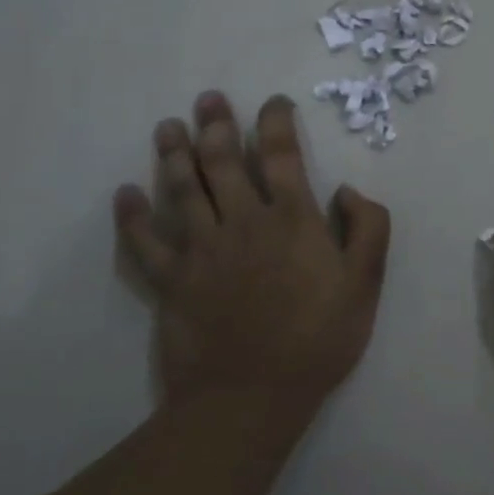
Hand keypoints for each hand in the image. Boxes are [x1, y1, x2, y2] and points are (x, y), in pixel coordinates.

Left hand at [114, 91, 390, 450]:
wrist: (252, 395)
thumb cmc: (318, 338)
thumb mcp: (366, 283)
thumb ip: (368, 229)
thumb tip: (345, 191)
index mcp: (292, 219)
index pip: (282, 155)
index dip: (276, 122)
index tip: (273, 103)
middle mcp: (243, 222)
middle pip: (223, 162)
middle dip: (216, 125)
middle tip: (208, 99)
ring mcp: (201, 250)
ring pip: (182, 189)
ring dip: (174, 154)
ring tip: (168, 126)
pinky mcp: (171, 281)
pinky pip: (145, 242)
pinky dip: (132, 216)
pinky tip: (125, 193)